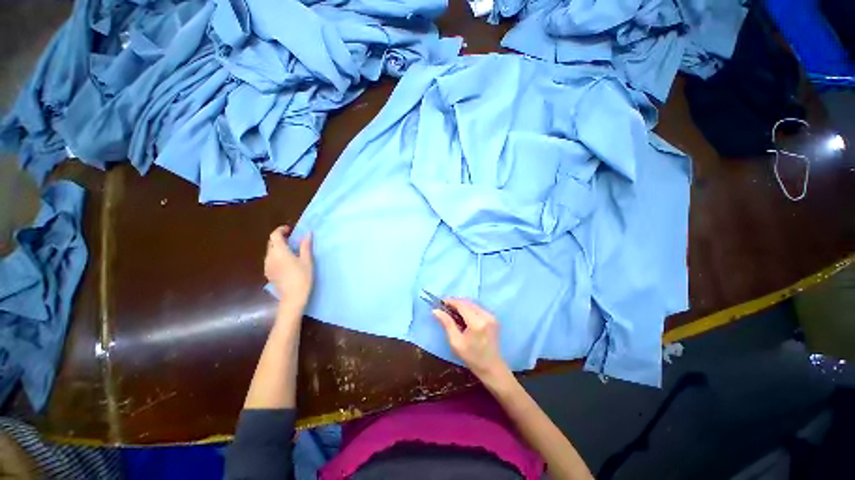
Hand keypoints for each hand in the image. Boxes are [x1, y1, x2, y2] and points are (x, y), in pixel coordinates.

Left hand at [265, 226, 312, 310]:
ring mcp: (267, 266)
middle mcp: (270, 257)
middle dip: (280, 238)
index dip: (281, 230)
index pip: (275, 235)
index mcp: (279, 252)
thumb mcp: (307, 260)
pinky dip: (277, 256)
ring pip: (270, 251)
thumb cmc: (302, 277)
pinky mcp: (268, 273)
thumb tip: (307, 233)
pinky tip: (286, 262)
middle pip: (271, 243)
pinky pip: (270, 260)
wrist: (293, 297)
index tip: (290, 230)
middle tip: (292, 239)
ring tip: (291, 250)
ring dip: (278, 247)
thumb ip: (305, 246)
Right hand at [432, 299, 510, 383]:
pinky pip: (478, 308)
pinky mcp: (493, 318)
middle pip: (468, 302)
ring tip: (452, 310)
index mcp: (476, 323)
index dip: (451, 301)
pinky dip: (469, 308)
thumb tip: (436, 310)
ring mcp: (491, 316)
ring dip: (462, 304)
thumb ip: (447, 323)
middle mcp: (486, 316)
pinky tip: (463, 314)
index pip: (462, 305)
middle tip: (445, 307)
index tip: (441, 302)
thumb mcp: (456, 342)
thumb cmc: (472, 357)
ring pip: (473, 304)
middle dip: (456, 302)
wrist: (492, 367)